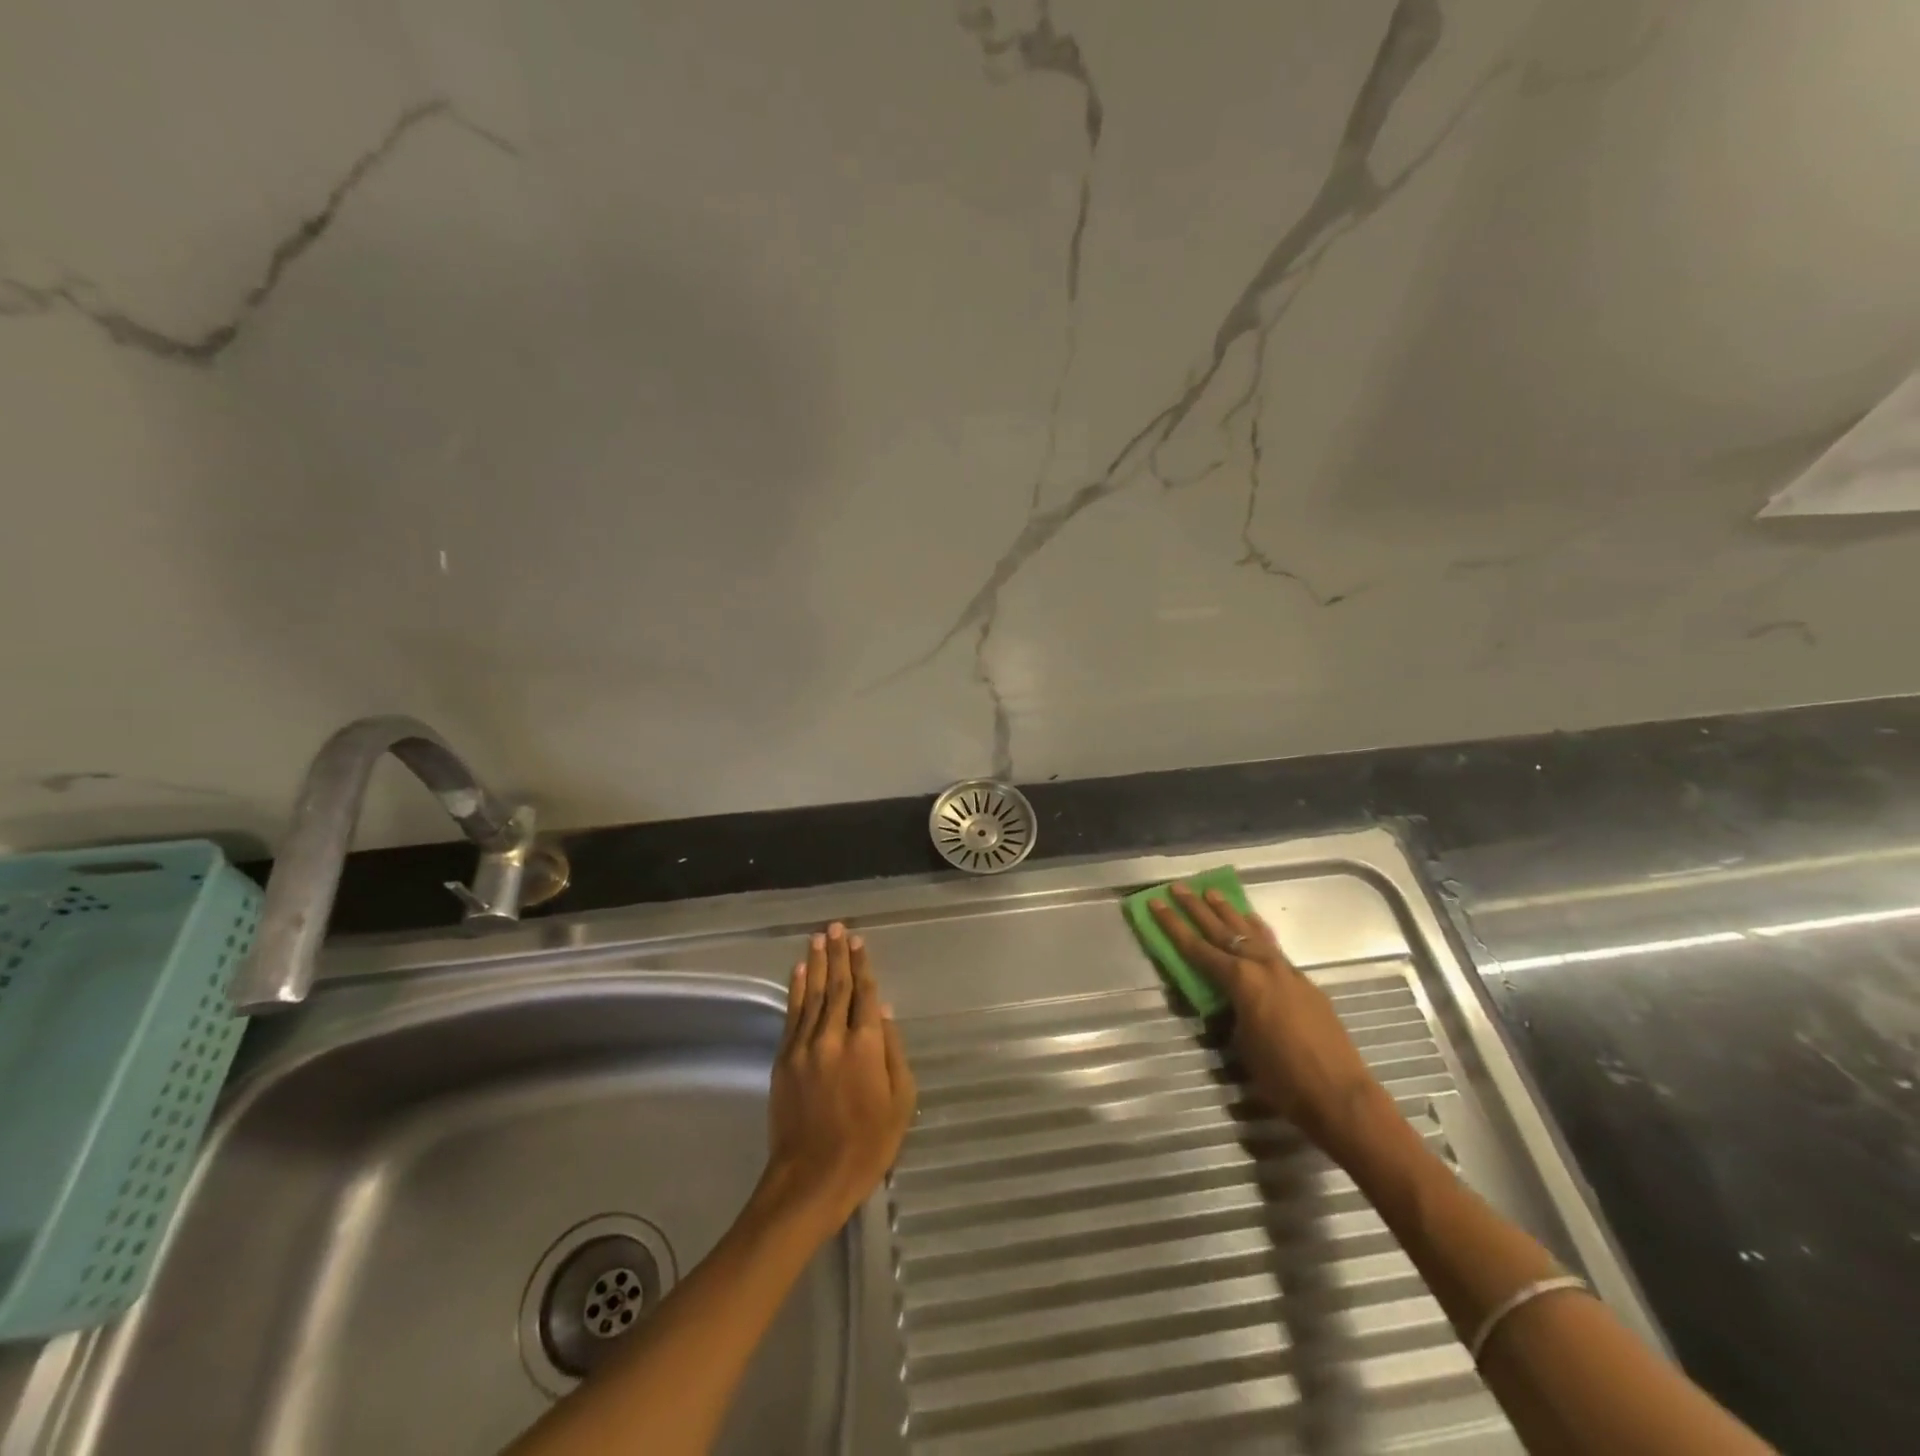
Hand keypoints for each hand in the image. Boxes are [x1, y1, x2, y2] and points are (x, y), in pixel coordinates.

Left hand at [760, 923, 916, 1232]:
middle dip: (838, 954)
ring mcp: (804, 1047)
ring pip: (812, 994)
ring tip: (818, 937)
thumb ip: (894, 1052)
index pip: (865, 994)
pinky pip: (791, 1015)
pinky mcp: (783, 1060)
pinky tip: (799, 971)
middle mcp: (833, 1036)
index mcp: (866, 1045)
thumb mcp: (901, 1102)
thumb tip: (886, 1012)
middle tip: (837, 927)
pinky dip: (796, 990)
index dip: (863, 965)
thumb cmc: (867, 1144)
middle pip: (837, 986)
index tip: (860, 941)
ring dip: (816, 963)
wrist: (811, 1179)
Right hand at [1149, 884, 1383, 1154]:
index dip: (1173, 925)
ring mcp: (1286, 971)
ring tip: (1212, 892)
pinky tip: (1253, 924)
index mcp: (1240, 981)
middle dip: (1197, 908)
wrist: (1340, 1095)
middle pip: (1222, 930)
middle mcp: (1262, 966)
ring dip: (1229, 912)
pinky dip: (1258, 931)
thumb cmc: (1282, 1078)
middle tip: (1179, 887)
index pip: (1197, 948)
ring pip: (1251, 932)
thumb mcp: (1242, 1046)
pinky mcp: (1304, 982)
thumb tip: (1227, 1003)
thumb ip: (1230, 1014)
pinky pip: (1273, 947)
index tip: (1156, 903)